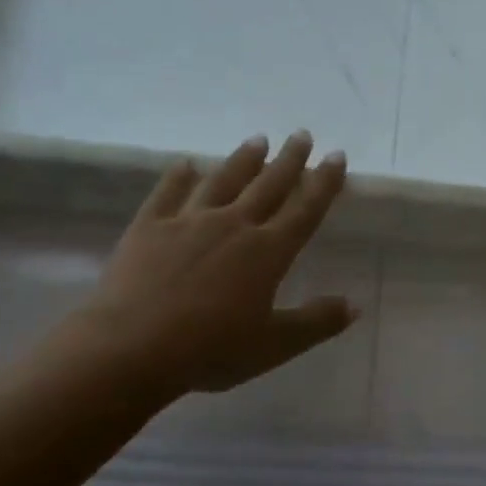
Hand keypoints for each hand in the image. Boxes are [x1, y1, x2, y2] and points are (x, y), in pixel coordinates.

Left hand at [64, 133, 355, 400]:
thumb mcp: (274, 345)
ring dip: (243, 160)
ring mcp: (189, 222)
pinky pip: (167, 194)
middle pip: (268, 185)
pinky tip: (186, 164)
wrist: (130, 349)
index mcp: (268, 252)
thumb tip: (355, 305)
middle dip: (289, 160)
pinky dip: (178, 177)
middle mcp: (234, 226)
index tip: (336, 156)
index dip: (324, 182)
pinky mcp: (149, 228)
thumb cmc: (210, 350)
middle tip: (302, 134)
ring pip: (223, 181)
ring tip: (258, 140)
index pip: (305, 209)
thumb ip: (316, 322)